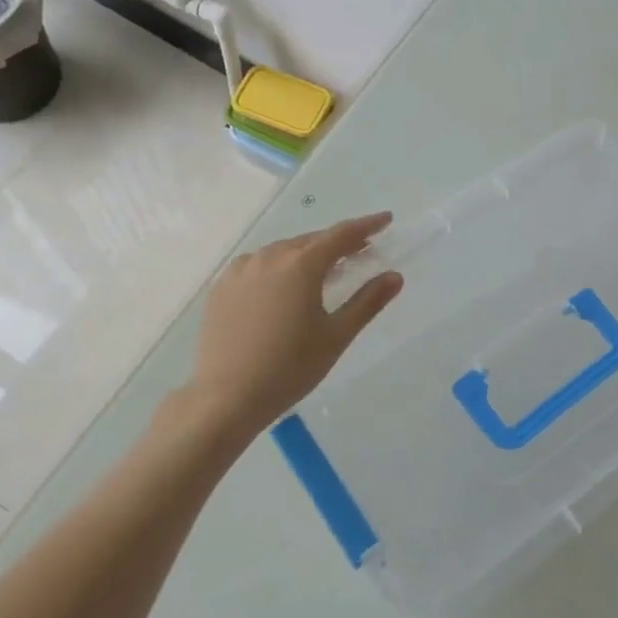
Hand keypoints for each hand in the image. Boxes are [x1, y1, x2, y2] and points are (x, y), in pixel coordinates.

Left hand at [186, 212, 403, 428]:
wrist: (226, 397)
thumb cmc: (289, 368)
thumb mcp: (336, 336)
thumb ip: (367, 302)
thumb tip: (395, 276)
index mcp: (300, 265)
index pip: (341, 235)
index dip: (366, 226)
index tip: (385, 220)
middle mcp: (269, 257)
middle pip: (311, 241)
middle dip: (338, 243)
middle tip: (360, 250)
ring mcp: (240, 270)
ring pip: (282, 252)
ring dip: (307, 255)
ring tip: (324, 271)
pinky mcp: (222, 287)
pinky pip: (258, 266)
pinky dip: (279, 268)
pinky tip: (283, 287)